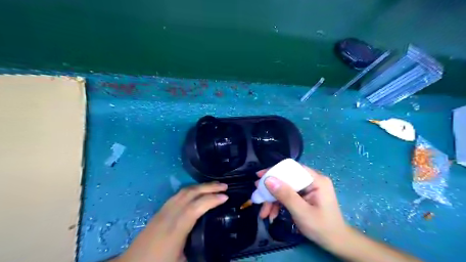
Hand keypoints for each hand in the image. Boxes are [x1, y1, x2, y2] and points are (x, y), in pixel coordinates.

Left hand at [115, 182, 227, 261]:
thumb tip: (215, 249)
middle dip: (209, 187)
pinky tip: (197, 192)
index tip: (226, 197)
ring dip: (200, 186)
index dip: (212, 200)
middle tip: (224, 186)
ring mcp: (163, 210)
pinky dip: (191, 190)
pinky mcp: (160, 210)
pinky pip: (178, 194)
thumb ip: (199, 252)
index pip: (196, 207)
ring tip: (214, 186)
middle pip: (190, 194)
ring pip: (184, 191)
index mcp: (176, 229)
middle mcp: (169, 215)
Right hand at [254, 165, 348, 247]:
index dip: (275, 171)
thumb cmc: (322, 227)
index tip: (260, 176)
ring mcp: (307, 188)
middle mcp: (311, 180)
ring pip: (284, 188)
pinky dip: (279, 204)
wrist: (335, 242)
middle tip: (258, 195)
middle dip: (271, 189)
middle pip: (286, 179)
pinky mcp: (303, 196)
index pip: (292, 169)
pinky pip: (287, 196)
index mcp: (315, 180)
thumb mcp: (302, 212)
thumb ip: (285, 195)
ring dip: (273, 200)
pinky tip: (272, 214)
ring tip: (263, 213)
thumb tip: (268, 180)